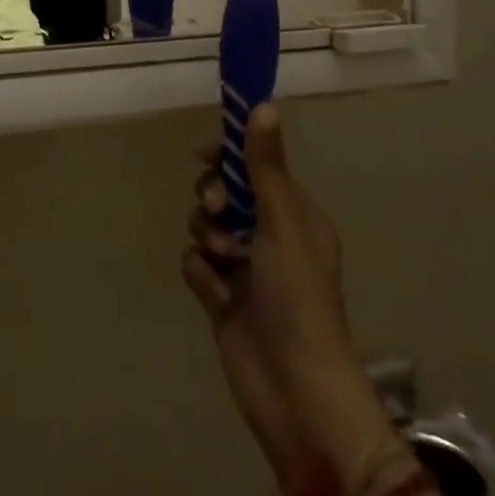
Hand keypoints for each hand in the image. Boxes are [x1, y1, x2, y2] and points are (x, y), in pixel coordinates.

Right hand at [183, 105, 397, 495]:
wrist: (295, 392)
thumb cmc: (298, 297)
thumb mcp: (282, 222)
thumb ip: (265, 164)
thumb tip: (264, 104)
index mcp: (294, 215)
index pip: (255, 166)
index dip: (228, 156)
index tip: (203, 154)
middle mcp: (269, 236)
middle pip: (224, 193)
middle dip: (214, 197)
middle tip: (217, 210)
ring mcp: (245, 268)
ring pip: (206, 226)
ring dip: (208, 237)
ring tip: (223, 263)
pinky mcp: (223, 297)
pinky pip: (196, 263)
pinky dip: (202, 274)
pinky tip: (216, 294)